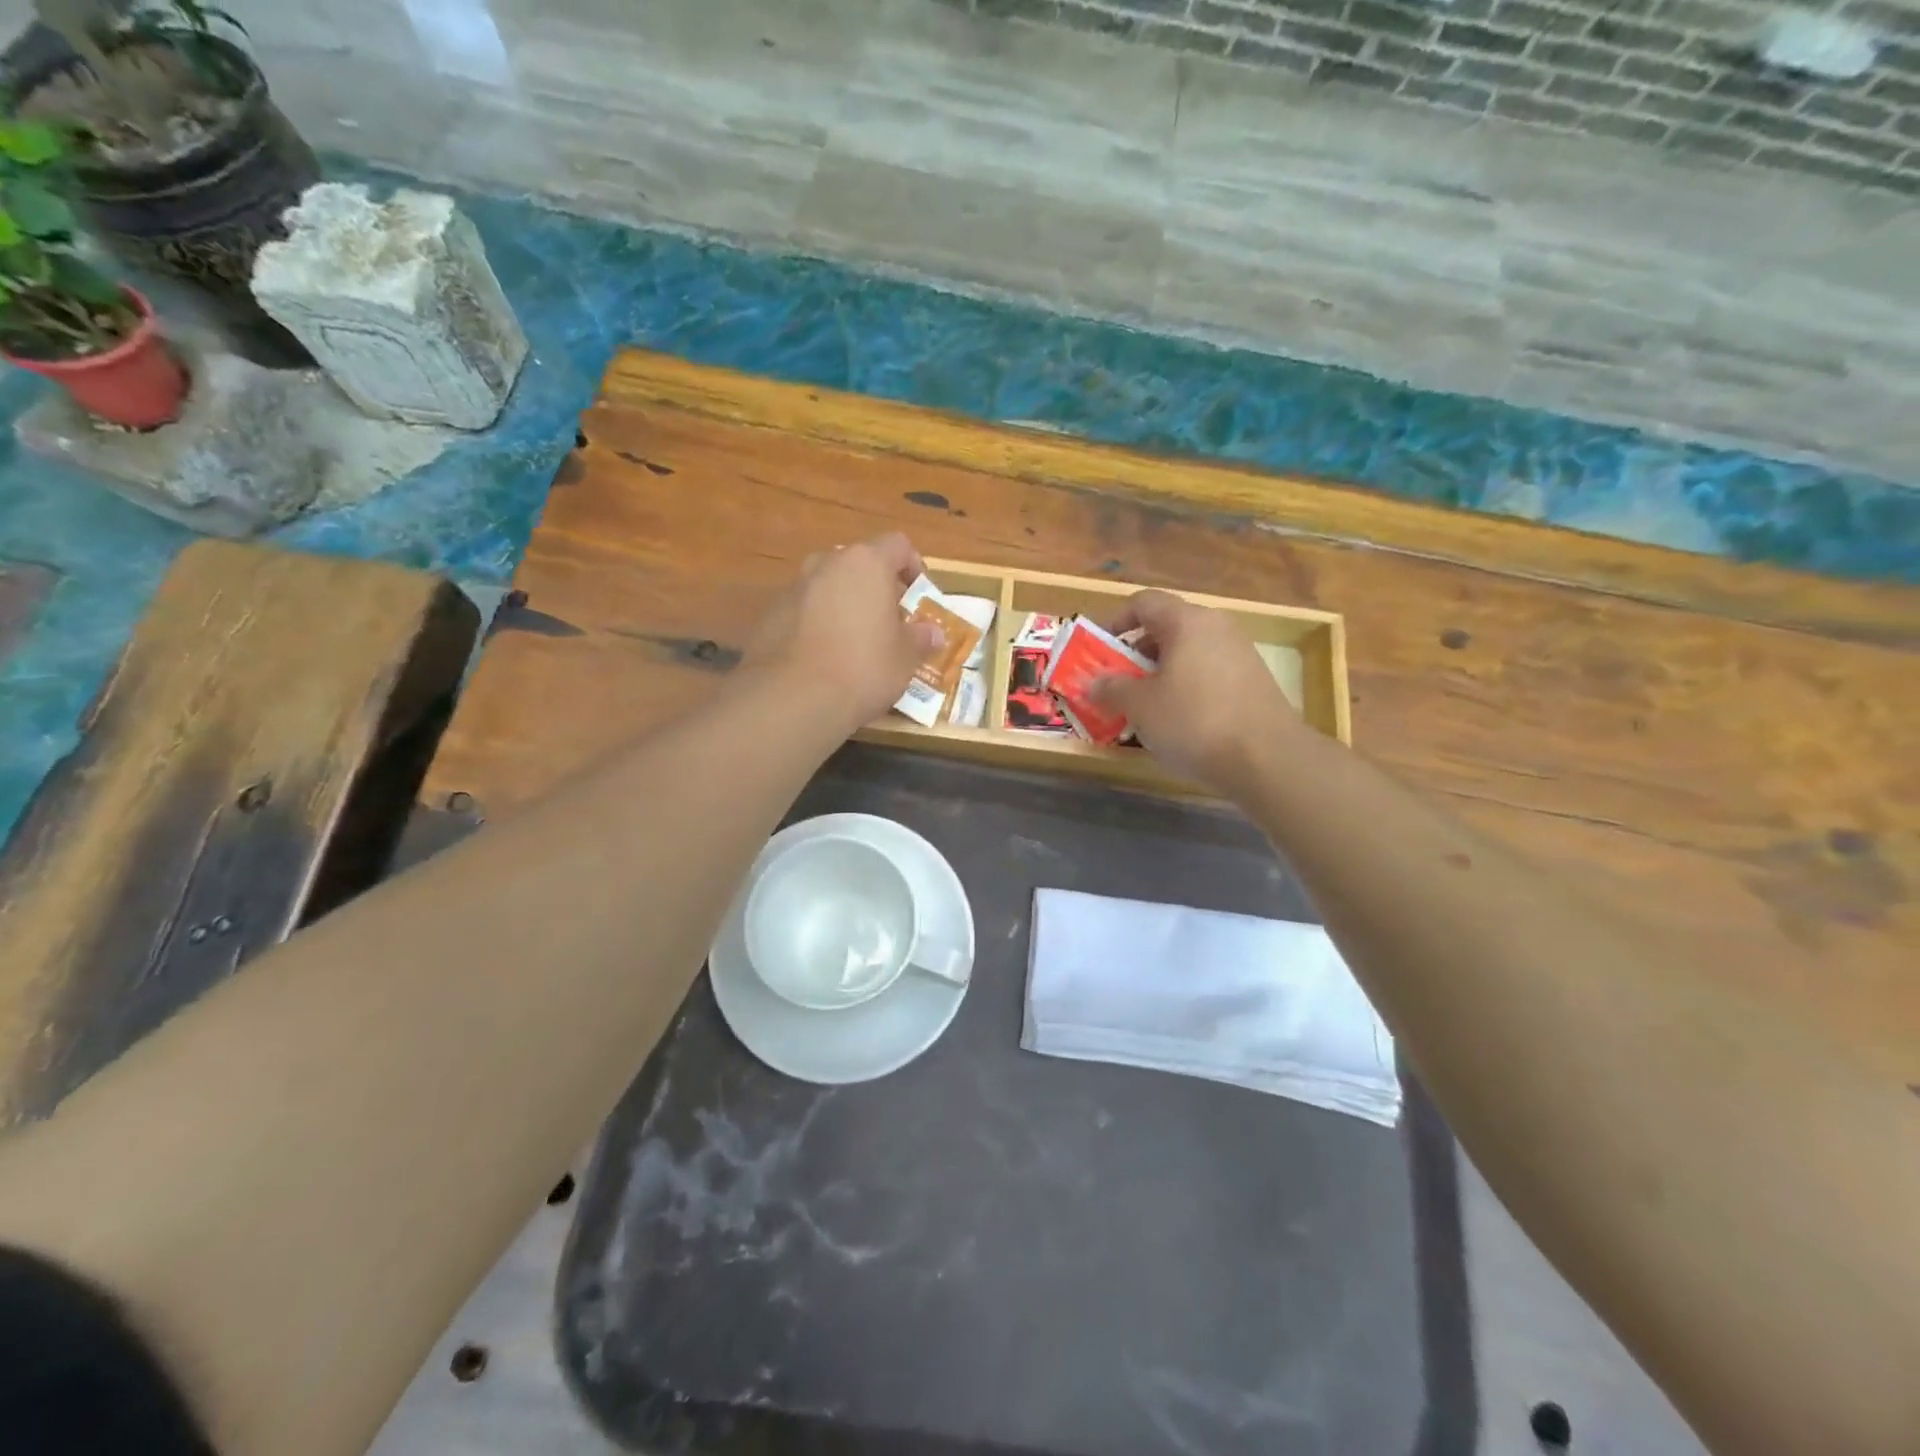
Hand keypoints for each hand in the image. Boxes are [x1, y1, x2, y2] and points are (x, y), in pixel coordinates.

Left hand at [742, 533, 942, 734]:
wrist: (793, 698)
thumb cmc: (864, 668)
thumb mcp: (905, 658)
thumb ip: (920, 639)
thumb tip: (932, 633)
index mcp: (866, 563)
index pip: (897, 544)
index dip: (914, 566)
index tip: (919, 596)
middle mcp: (826, 564)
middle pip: (859, 565)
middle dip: (875, 588)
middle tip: (888, 622)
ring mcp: (793, 588)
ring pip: (828, 587)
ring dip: (844, 606)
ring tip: (855, 643)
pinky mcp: (769, 616)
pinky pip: (804, 612)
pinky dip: (817, 626)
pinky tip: (824, 659)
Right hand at [1088, 590, 1301, 794]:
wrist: (1267, 759)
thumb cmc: (1194, 721)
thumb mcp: (1140, 706)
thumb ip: (1111, 689)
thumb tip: (1093, 682)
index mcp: (1187, 622)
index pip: (1143, 602)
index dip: (1116, 621)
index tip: (1099, 649)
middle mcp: (1216, 628)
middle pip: (1167, 628)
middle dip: (1136, 653)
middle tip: (1117, 683)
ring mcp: (1240, 654)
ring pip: (1188, 653)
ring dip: (1160, 674)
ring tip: (1144, 707)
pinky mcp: (1254, 682)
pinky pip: (1208, 674)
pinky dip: (1186, 688)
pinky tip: (1178, 721)